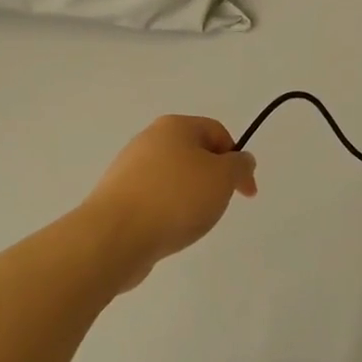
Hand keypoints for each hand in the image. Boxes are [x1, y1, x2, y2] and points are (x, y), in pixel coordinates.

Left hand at [80, 116, 257, 285]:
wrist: (115, 235)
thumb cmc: (176, 198)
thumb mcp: (223, 178)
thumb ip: (239, 165)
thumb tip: (240, 160)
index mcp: (174, 126)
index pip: (217, 132)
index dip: (238, 160)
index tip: (246, 193)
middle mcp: (149, 140)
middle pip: (194, 154)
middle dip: (212, 180)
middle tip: (218, 206)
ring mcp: (129, 168)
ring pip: (173, 179)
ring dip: (190, 198)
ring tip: (191, 222)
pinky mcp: (117, 196)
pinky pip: (154, 199)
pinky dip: (167, 212)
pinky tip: (168, 230)